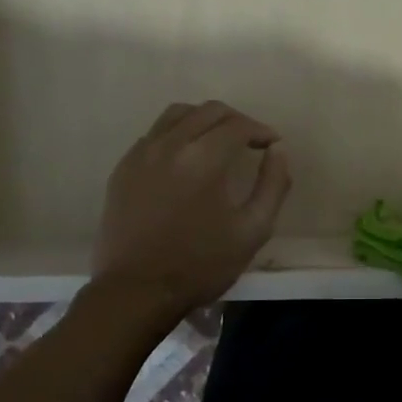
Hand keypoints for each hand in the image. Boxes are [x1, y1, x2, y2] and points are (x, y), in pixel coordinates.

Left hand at [93, 101, 292, 314]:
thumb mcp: (253, 230)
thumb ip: (273, 185)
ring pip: (177, 114)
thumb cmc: (201, 264)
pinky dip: (177, 134)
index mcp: (203, 159)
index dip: (260, 130)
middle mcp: (170, 145)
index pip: (238, 125)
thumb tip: (277, 151)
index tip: (272, 144)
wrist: (137, 290)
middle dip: (236, 120)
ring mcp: (141, 154)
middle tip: (251, 141)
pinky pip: (155, 134)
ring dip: (204, 120)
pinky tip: (186, 159)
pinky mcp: (123, 168)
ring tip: (218, 141)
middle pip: (208, 111)